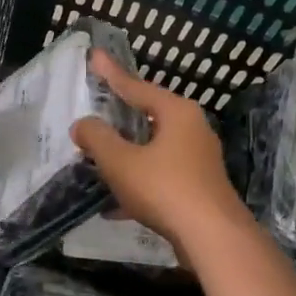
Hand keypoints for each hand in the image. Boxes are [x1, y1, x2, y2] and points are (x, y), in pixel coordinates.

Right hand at [70, 50, 252, 255]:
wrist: (213, 239)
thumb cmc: (165, 188)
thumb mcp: (120, 161)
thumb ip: (97, 138)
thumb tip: (82, 124)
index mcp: (176, 112)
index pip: (137, 86)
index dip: (112, 74)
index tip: (95, 56)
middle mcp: (192, 129)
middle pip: (148, 115)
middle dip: (120, 117)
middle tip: (98, 108)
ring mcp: (199, 159)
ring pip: (154, 148)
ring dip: (127, 154)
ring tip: (99, 160)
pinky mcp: (199, 187)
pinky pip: (161, 175)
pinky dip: (139, 182)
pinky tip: (115, 207)